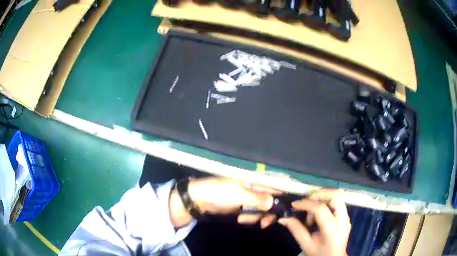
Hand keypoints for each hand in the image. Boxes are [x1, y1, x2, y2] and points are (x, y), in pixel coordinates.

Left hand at [169, 177, 278, 226]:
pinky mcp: (240, 208)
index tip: (288, 207)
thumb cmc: (219, 192)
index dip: (281, 196)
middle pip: (269, 200)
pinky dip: (250, 218)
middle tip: (268, 222)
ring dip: (260, 217)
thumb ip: (258, 198)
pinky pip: (251, 214)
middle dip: (270, 211)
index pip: (273, 187)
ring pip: (261, 209)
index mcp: (253, 181)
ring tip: (255, 222)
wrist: (199, 199)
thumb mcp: (239, 194)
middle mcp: (253, 189)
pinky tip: (241, 219)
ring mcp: (246, 199)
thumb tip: (274, 202)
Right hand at [278, 189, 350, 255]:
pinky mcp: (347, 216)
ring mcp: (347, 217)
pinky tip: (319, 213)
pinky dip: (327, 202)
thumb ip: (296, 230)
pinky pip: (338, 202)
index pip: (320, 209)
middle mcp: (342, 220)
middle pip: (335, 196)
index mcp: (331, 229)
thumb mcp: (305, 244)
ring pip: (338, 196)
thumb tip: (283, 218)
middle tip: (306, 200)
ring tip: (312, 209)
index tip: (294, 205)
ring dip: (324, 197)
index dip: (306, 204)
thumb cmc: (319, 253)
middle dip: (319, 194)